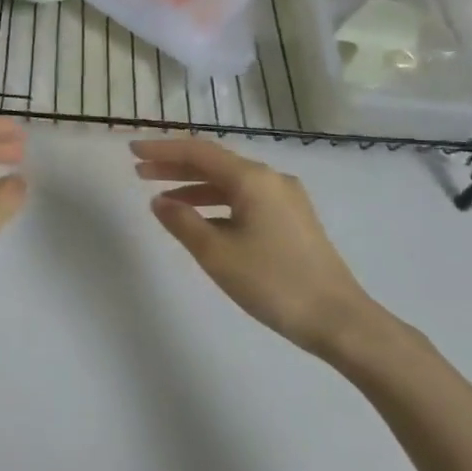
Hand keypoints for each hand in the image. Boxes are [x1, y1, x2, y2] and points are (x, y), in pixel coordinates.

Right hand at [132, 137, 384, 358]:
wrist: (340, 320)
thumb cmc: (273, 282)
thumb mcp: (217, 254)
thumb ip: (182, 222)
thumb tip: (159, 201)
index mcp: (252, 179)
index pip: (198, 152)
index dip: (162, 150)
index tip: (132, 151)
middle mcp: (270, 179)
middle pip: (214, 163)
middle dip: (175, 166)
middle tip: (140, 172)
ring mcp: (285, 199)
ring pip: (229, 182)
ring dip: (194, 186)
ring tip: (161, 198)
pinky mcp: (292, 219)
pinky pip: (244, 199)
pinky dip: (216, 203)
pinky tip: (199, 220)